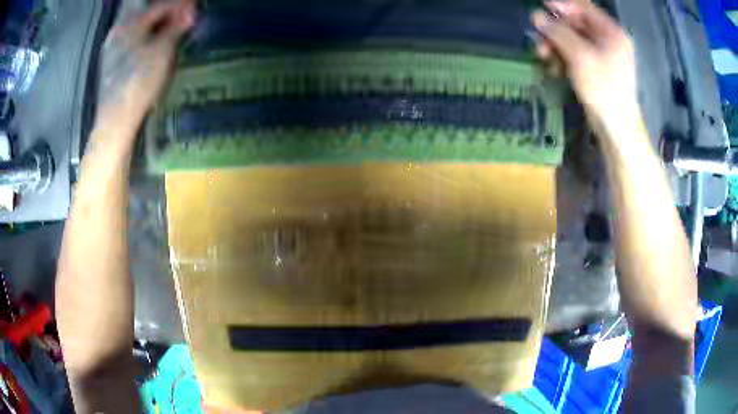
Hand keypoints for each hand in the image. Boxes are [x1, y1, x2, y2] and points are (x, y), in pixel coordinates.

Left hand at [97, 0, 195, 133]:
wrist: (115, 121)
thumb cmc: (138, 82)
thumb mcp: (162, 51)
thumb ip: (176, 27)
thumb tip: (189, 12)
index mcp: (129, 24)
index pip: (160, 6)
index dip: (179, 5)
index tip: (195, 6)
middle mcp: (118, 32)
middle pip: (147, 14)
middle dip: (167, 14)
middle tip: (185, 17)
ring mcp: (112, 50)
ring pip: (139, 29)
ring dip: (157, 26)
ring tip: (173, 30)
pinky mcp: (112, 66)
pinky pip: (133, 43)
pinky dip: (147, 39)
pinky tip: (155, 46)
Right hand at [532, 1, 638, 132]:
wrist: (616, 128)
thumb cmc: (603, 88)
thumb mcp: (579, 55)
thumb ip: (558, 32)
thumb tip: (536, 15)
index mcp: (611, 32)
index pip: (583, 7)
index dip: (561, 5)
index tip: (541, 7)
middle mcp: (609, 40)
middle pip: (577, 24)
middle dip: (556, 29)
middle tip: (538, 36)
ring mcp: (604, 56)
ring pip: (574, 40)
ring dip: (556, 45)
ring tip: (543, 55)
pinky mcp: (597, 70)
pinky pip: (577, 55)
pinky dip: (564, 58)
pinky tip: (554, 67)